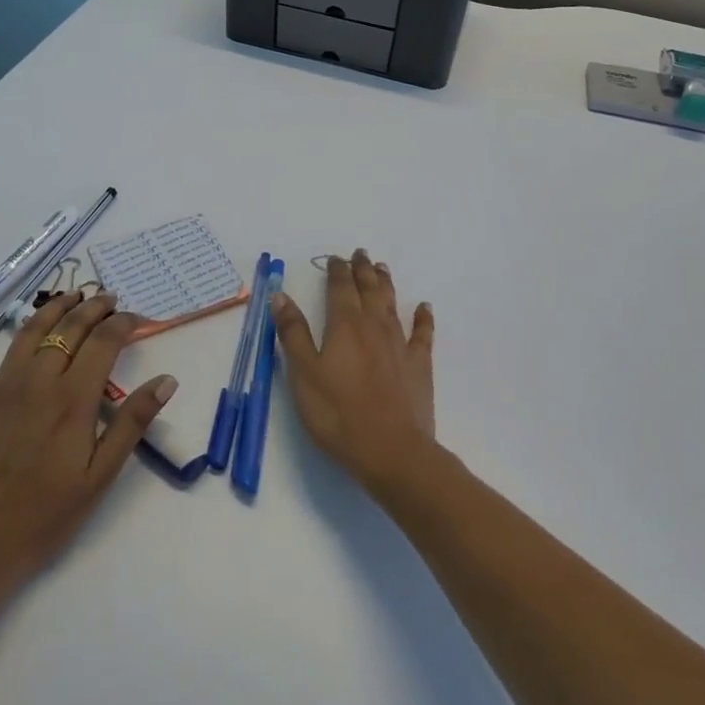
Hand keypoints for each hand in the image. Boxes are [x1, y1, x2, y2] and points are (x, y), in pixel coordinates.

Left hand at [0, 291, 175, 595]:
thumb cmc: (43, 519)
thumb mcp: (99, 477)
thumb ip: (132, 423)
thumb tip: (167, 380)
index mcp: (72, 400)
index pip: (104, 343)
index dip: (124, 323)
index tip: (137, 318)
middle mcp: (36, 382)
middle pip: (70, 329)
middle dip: (94, 308)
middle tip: (109, 299)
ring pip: (29, 331)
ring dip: (53, 307)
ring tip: (71, 295)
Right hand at [271, 250, 435, 492]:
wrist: (391, 450)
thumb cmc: (338, 413)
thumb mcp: (303, 374)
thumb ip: (293, 333)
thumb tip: (281, 295)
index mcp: (344, 325)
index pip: (340, 287)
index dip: (337, 270)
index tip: (334, 258)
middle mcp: (374, 326)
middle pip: (369, 289)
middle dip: (362, 269)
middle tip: (360, 253)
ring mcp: (400, 344)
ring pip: (392, 304)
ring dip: (385, 284)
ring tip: (382, 268)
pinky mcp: (419, 365)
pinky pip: (423, 333)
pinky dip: (423, 318)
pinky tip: (424, 308)